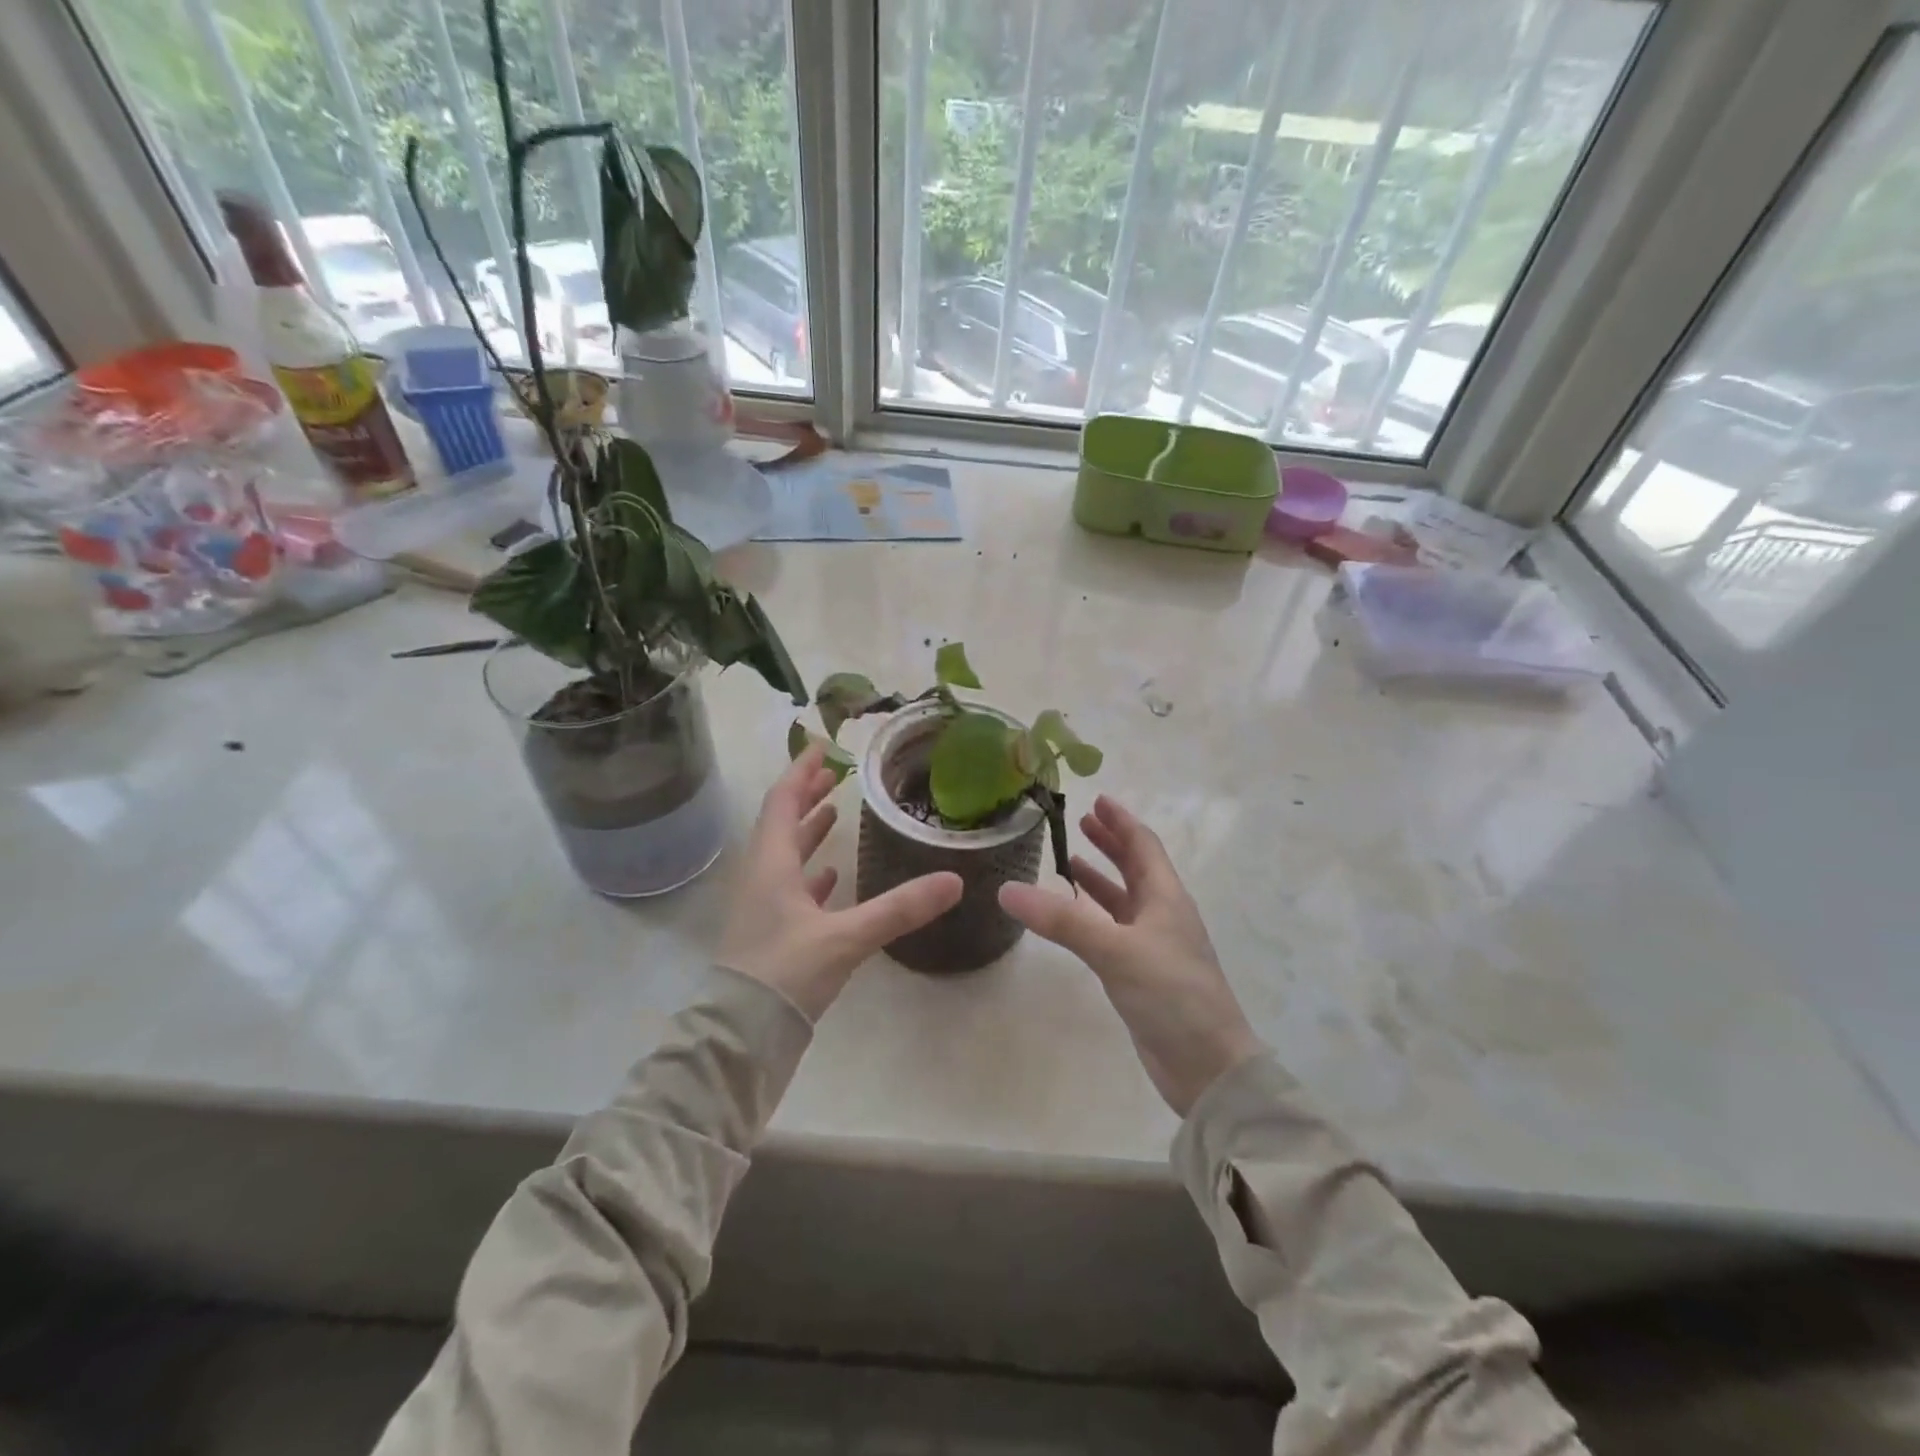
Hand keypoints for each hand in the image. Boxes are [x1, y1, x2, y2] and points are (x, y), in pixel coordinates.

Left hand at [719, 745, 962, 1020]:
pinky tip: (830, 876)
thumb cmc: (786, 973)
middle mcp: (762, 876)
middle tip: (833, 774)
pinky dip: (810, 873)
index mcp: (771, 863)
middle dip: (806, 795)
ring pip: (785, 854)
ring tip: (834, 813)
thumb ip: (900, 908)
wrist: (743, 1035)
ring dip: (807, 830)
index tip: (821, 747)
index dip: (801, 771)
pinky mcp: (771, 931)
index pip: (782, 800)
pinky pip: (790, 888)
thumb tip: (954, 880)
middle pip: (781, 822)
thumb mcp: (846, 937)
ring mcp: (763, 905)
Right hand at [998, 796, 1262, 1115]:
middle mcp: (1162, 914)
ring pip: (1124, 900)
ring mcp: (1153, 946)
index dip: (1121, 821)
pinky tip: (1073, 919)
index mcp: (1166, 897)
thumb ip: (1063, 920)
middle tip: (1081, 822)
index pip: (1143, 845)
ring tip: (1070, 861)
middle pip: (1136, 868)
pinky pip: (1114, 931)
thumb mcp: (1116, 950)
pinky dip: (1094, 915)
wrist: (1208, 1067)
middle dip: (1110, 843)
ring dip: (1101, 878)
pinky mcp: (1142, 974)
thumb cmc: (1172, 995)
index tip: (1098, 798)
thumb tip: (1008, 889)